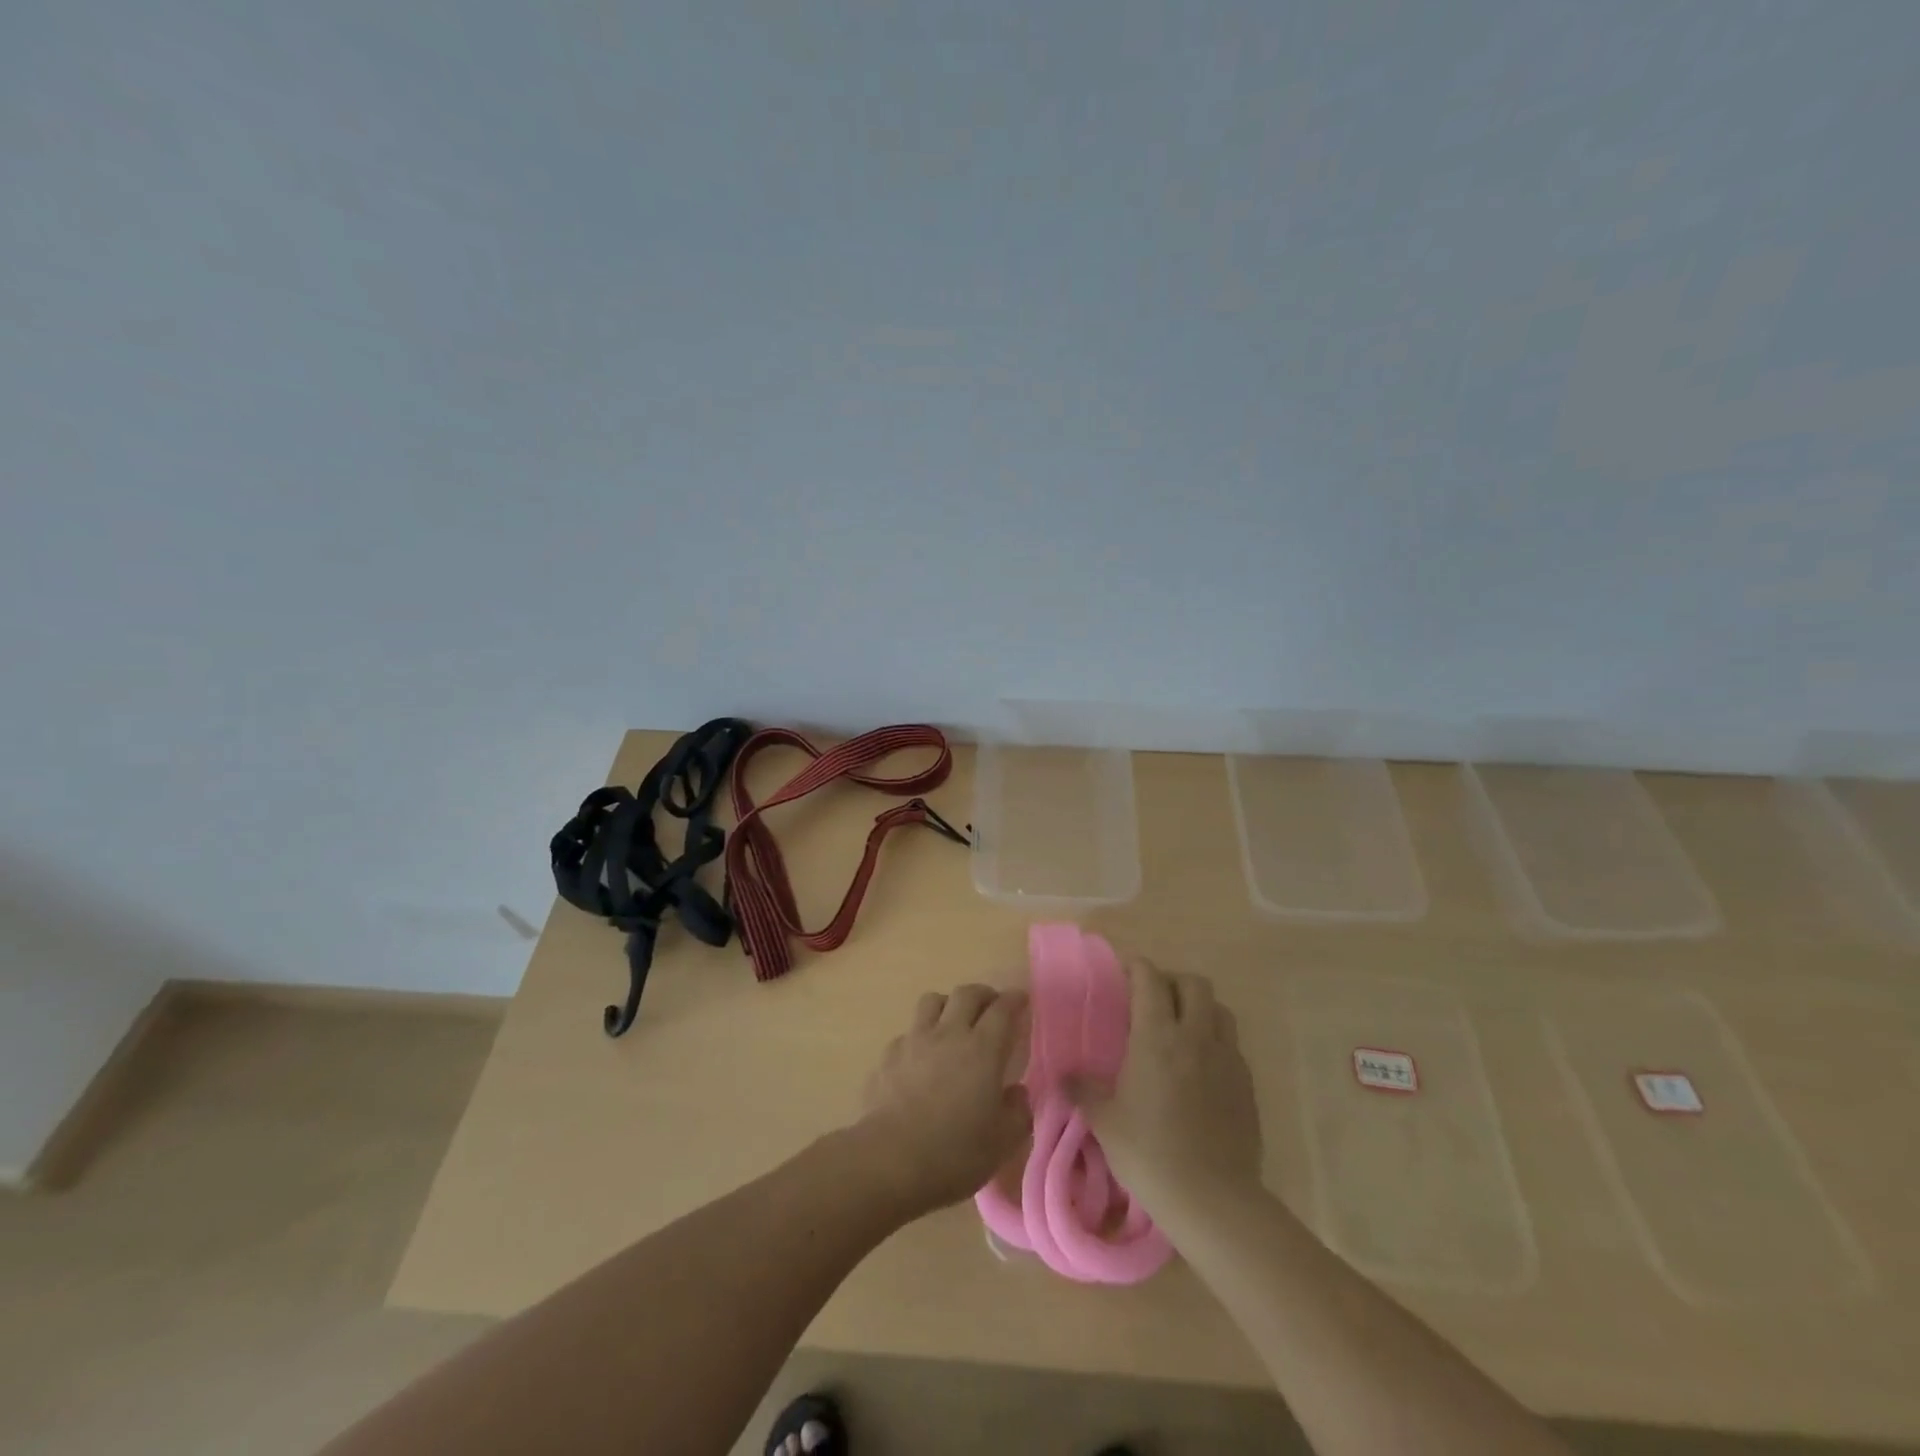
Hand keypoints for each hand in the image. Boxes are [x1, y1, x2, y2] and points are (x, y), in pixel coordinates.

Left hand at [853, 984, 1031, 1216]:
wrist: (890, 1158)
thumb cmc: (954, 1151)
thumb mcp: (1002, 1141)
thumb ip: (1018, 1112)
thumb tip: (1017, 1093)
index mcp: (982, 1049)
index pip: (1002, 1010)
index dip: (1014, 1000)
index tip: (1021, 1000)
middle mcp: (949, 1033)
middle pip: (967, 994)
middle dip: (983, 994)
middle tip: (991, 1006)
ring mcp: (915, 1040)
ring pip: (932, 1001)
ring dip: (948, 1004)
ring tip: (954, 1022)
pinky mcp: (888, 1055)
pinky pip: (908, 1032)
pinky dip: (920, 1036)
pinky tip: (921, 1057)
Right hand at [1070, 957, 1262, 1212]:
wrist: (1213, 1199)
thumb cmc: (1150, 1153)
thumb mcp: (1105, 1122)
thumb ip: (1084, 1091)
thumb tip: (1063, 1077)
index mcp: (1157, 1037)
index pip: (1150, 980)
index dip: (1137, 968)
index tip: (1124, 972)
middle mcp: (1195, 1036)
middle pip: (1194, 984)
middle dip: (1173, 981)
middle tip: (1154, 999)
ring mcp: (1227, 1059)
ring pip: (1219, 1009)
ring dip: (1200, 1007)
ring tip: (1181, 1027)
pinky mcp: (1247, 1084)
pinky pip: (1232, 1044)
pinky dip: (1216, 1040)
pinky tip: (1201, 1066)